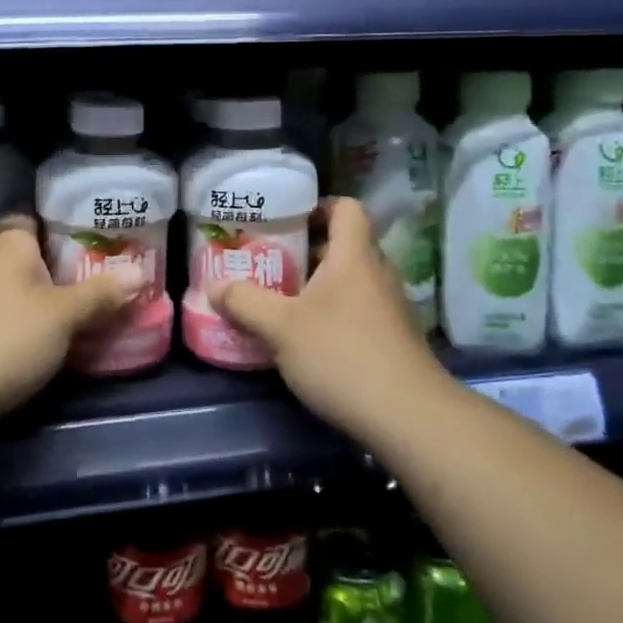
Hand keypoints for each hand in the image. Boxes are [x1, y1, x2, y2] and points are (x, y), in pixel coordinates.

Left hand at [0, 218, 142, 426]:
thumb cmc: (8, 337)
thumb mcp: (64, 315)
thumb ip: (101, 293)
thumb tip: (139, 273)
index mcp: (10, 242)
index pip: (40, 221)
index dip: (70, 230)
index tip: (101, 246)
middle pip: (35, 257)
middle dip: (66, 270)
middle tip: (106, 281)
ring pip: (23, 288)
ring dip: (49, 299)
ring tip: (89, 311)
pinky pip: (10, 313)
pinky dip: (30, 321)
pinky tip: (54, 338)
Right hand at [209, 198, 446, 434]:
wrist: (408, 417)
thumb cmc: (341, 355)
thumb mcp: (280, 327)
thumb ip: (245, 302)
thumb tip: (214, 286)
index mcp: (354, 256)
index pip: (346, 208)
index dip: (318, 206)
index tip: (287, 221)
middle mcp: (378, 274)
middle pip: (345, 246)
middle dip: (308, 252)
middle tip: (273, 264)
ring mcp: (392, 308)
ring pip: (353, 282)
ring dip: (321, 287)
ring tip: (284, 303)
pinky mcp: (396, 340)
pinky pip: (362, 312)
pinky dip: (337, 316)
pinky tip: (311, 342)